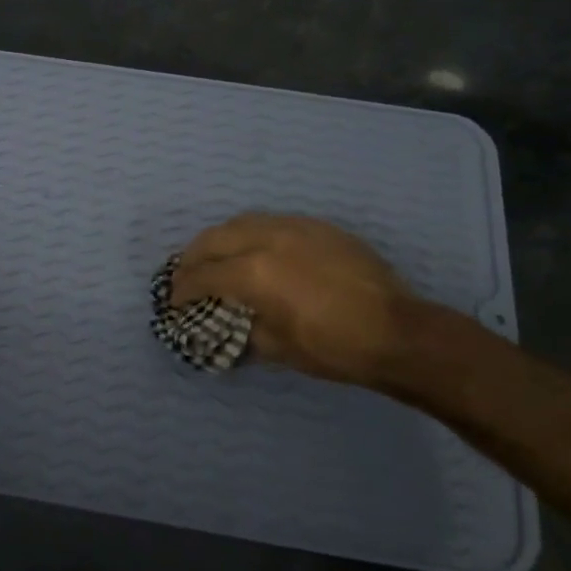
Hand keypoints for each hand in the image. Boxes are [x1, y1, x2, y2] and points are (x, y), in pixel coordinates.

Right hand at [170, 214, 415, 386]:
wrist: (397, 332)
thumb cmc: (333, 348)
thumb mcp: (277, 347)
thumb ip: (243, 327)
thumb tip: (229, 321)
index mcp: (254, 273)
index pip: (202, 275)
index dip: (182, 290)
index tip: (174, 302)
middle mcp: (268, 239)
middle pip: (214, 238)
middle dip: (192, 258)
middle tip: (185, 276)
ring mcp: (295, 227)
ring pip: (242, 222)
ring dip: (220, 240)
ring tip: (216, 258)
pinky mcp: (318, 227)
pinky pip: (272, 222)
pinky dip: (252, 234)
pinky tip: (256, 251)